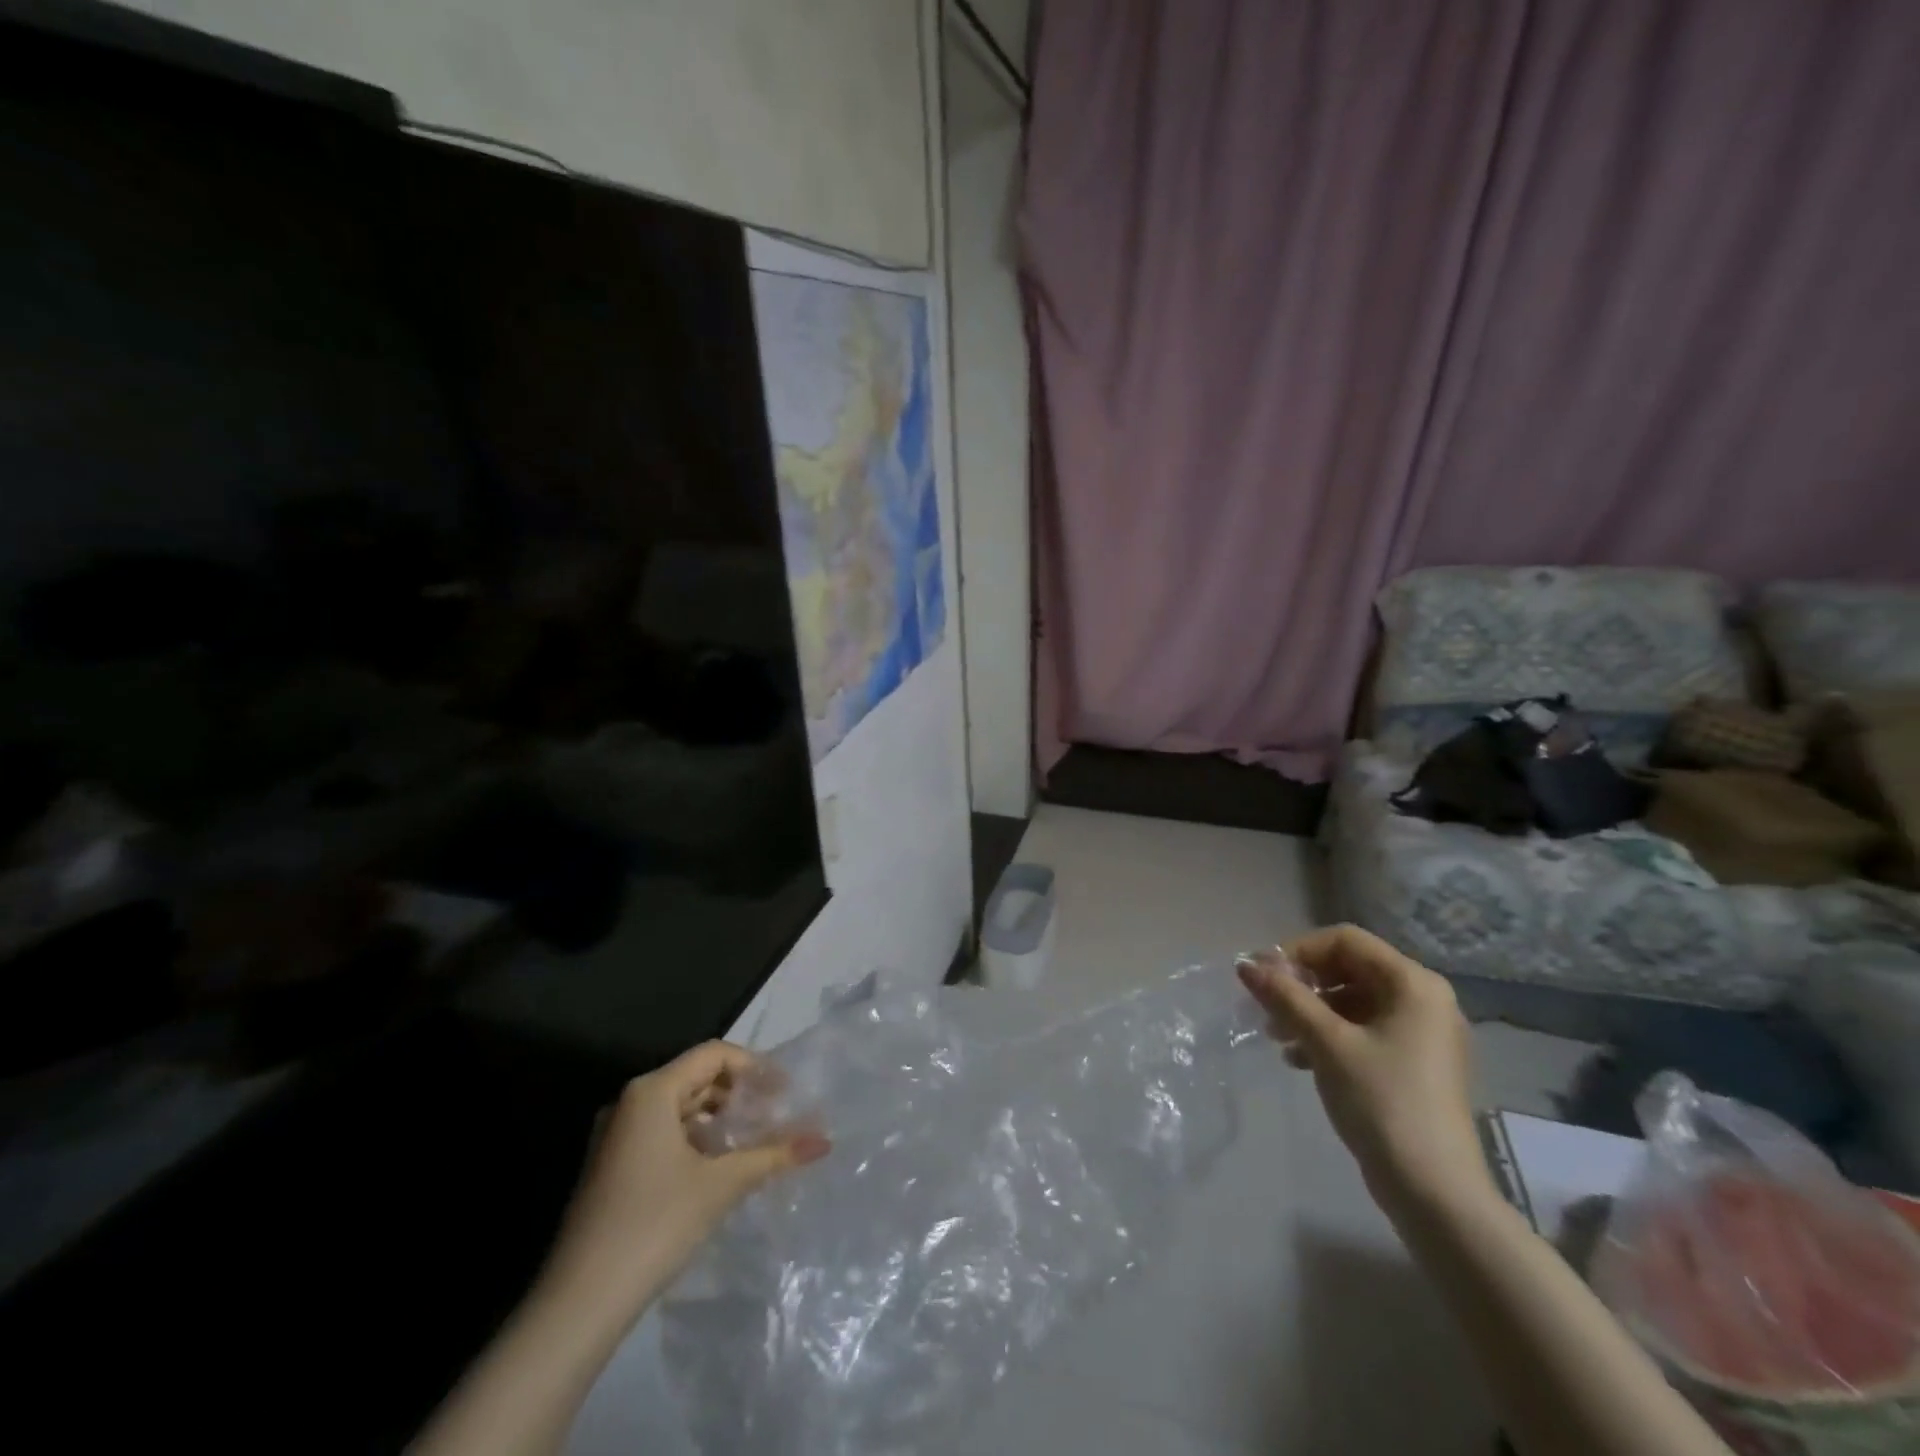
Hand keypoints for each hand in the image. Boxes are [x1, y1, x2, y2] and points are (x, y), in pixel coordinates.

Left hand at [541, 1042, 829, 1320]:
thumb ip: (773, 1155)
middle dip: (739, 1093)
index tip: (786, 1093)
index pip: (714, 1055)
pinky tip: (719, 1169)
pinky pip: (663, 1133)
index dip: (755, 1067)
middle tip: (775, 1117)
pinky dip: (696, 1139)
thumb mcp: (722, 1185)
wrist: (578, 1305)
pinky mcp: (612, 1167)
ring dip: (719, 1118)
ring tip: (753, 1143)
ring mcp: (616, 1136)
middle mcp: (630, 1102)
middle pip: (696, 1077)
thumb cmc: (655, 1225)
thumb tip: (824, 1142)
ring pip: (680, 1107)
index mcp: (652, 1091)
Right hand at [1237, 925, 1488, 1214]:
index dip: (1298, 951)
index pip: (1345, 940)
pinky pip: (1364, 1030)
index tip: (1263, 977)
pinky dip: (1329, 1035)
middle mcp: (1424, 999)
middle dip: (1302, 985)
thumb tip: (1245, 963)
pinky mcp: (1415, 1064)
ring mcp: (1422, 1034)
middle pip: (1349, 968)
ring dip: (1310, 1012)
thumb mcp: (1326, 1042)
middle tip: (1266, 1008)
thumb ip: (1285, 996)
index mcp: (1413, 984)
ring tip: (1277, 1039)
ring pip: (1353, 1001)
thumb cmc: (1382, 1102)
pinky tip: (1300, 1060)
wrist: (1434, 1192)